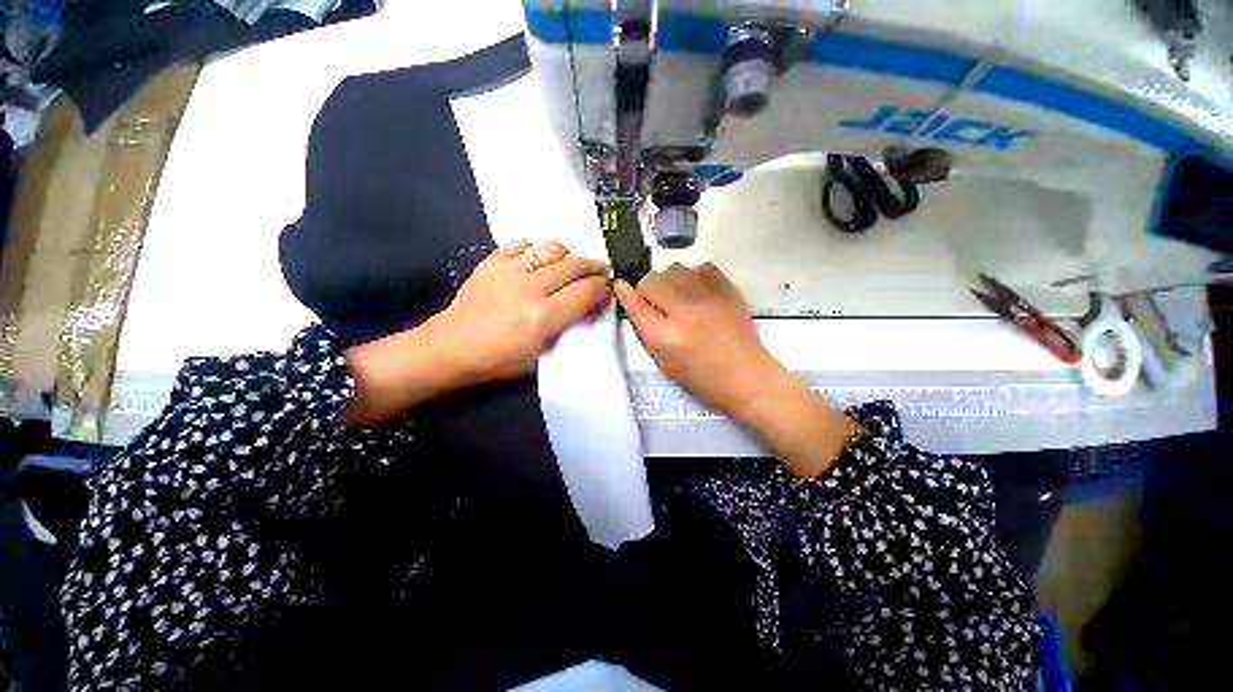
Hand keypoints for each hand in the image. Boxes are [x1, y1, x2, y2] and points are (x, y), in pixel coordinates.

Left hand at [433, 238, 610, 381]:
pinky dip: (536, 249)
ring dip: (568, 255)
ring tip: (569, 266)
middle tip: (600, 271)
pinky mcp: (491, 261)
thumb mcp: (541, 353)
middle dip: (593, 267)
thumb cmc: (499, 360)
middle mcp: (528, 288)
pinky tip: (538, 261)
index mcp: (542, 317)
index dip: (602, 288)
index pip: (585, 291)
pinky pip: (522, 242)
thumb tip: (588, 304)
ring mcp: (508, 271)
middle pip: (574, 265)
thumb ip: (568, 326)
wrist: (450, 348)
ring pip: (552, 247)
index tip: (606, 289)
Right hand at [615, 263, 859, 477]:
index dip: (625, 293)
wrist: (748, 378)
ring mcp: (707, 298)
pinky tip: (698, 291)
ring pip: (674, 268)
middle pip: (652, 280)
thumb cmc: (703, 379)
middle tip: (656, 301)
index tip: (622, 288)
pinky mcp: (727, 291)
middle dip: (647, 289)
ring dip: (669, 280)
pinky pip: (701, 267)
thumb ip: (647, 332)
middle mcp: (683, 312)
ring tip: (678, 295)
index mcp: (665, 337)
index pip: (635, 303)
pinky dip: (694, 276)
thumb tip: (636, 304)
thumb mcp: (665, 363)